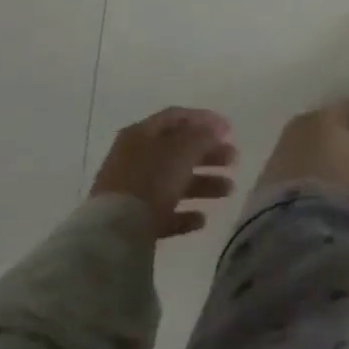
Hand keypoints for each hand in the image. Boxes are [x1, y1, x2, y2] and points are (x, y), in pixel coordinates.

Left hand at [90, 108, 237, 240]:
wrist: (114, 232)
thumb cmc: (151, 179)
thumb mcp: (183, 149)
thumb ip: (203, 136)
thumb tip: (216, 129)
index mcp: (142, 134)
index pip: (177, 117)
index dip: (205, 119)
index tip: (230, 130)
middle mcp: (135, 158)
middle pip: (178, 151)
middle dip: (209, 155)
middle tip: (234, 160)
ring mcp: (132, 190)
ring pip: (174, 182)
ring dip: (204, 184)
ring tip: (228, 191)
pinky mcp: (132, 221)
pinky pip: (164, 212)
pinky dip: (185, 214)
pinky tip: (202, 219)